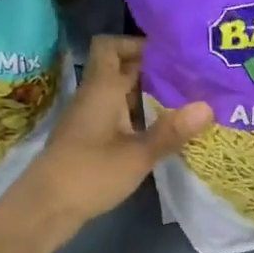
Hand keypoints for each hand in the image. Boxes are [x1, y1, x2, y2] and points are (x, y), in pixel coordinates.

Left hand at [8, 36, 211, 240]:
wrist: (45, 208)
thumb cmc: (89, 174)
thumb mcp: (136, 155)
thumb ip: (171, 131)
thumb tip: (208, 106)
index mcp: (102, 89)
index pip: (112, 46)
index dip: (138, 44)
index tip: (172, 55)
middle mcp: (95, 97)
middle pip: (122, 70)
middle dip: (155, 71)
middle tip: (191, 79)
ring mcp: (91, 119)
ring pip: (122, 94)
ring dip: (150, 96)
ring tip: (186, 103)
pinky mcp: (91, 140)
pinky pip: (119, 116)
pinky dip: (140, 118)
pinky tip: (163, 132)